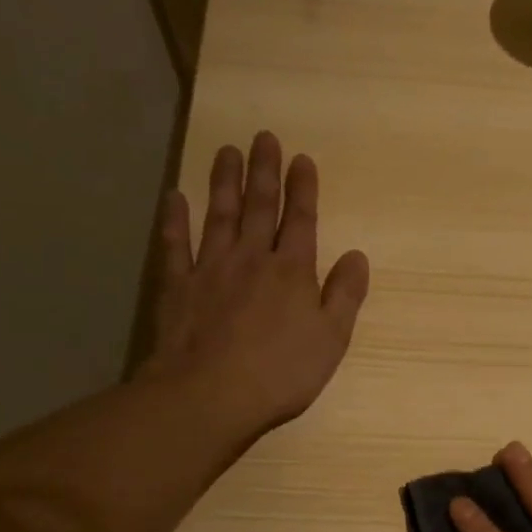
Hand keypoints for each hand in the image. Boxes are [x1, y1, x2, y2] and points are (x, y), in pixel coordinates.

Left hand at [142, 132, 369, 437]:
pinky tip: (174, 198)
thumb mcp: (331, 339)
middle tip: (264, 137)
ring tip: (226, 150)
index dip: (303, 189)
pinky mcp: (177, 286)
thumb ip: (345, 295)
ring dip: (224, 181)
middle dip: (264, 171)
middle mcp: (252, 259)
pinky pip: (175, 245)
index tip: (301, 158)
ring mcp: (210, 269)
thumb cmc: (281, 372)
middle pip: (260, 207)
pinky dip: (174, 220)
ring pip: (219, 215)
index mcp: (292, 271)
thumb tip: (357, 255)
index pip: (301, 220)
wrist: (210, 394)